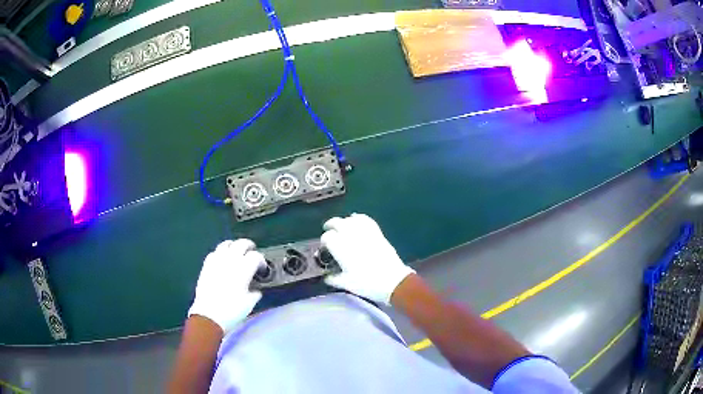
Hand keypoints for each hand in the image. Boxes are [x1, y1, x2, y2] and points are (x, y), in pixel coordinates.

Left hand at [188, 239, 264, 333]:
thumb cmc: (232, 311)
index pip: (256, 256)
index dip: (261, 261)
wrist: (209, 316)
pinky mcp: (206, 265)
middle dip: (249, 247)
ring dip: (234, 246)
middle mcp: (230, 260)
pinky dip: (221, 252)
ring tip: (237, 252)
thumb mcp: (249, 303)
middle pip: (241, 244)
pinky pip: (215, 252)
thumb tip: (256, 290)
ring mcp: (217, 261)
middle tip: (252, 253)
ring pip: (226, 244)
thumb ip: (255, 293)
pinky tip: (223, 259)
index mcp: (243, 269)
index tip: (262, 269)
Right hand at [321, 213, 414, 303]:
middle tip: (329, 231)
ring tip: (342, 226)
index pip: (327, 237)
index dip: (324, 241)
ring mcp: (365, 232)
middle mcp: (351, 236)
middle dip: (331, 226)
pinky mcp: (377, 232)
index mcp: (341, 247)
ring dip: (344, 221)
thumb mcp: (346, 284)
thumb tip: (327, 277)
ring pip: (350, 219)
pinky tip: (357, 221)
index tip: (325, 247)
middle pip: (337, 223)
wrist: (392, 281)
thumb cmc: (366, 283)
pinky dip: (359, 218)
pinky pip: (366, 220)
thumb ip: (333, 279)